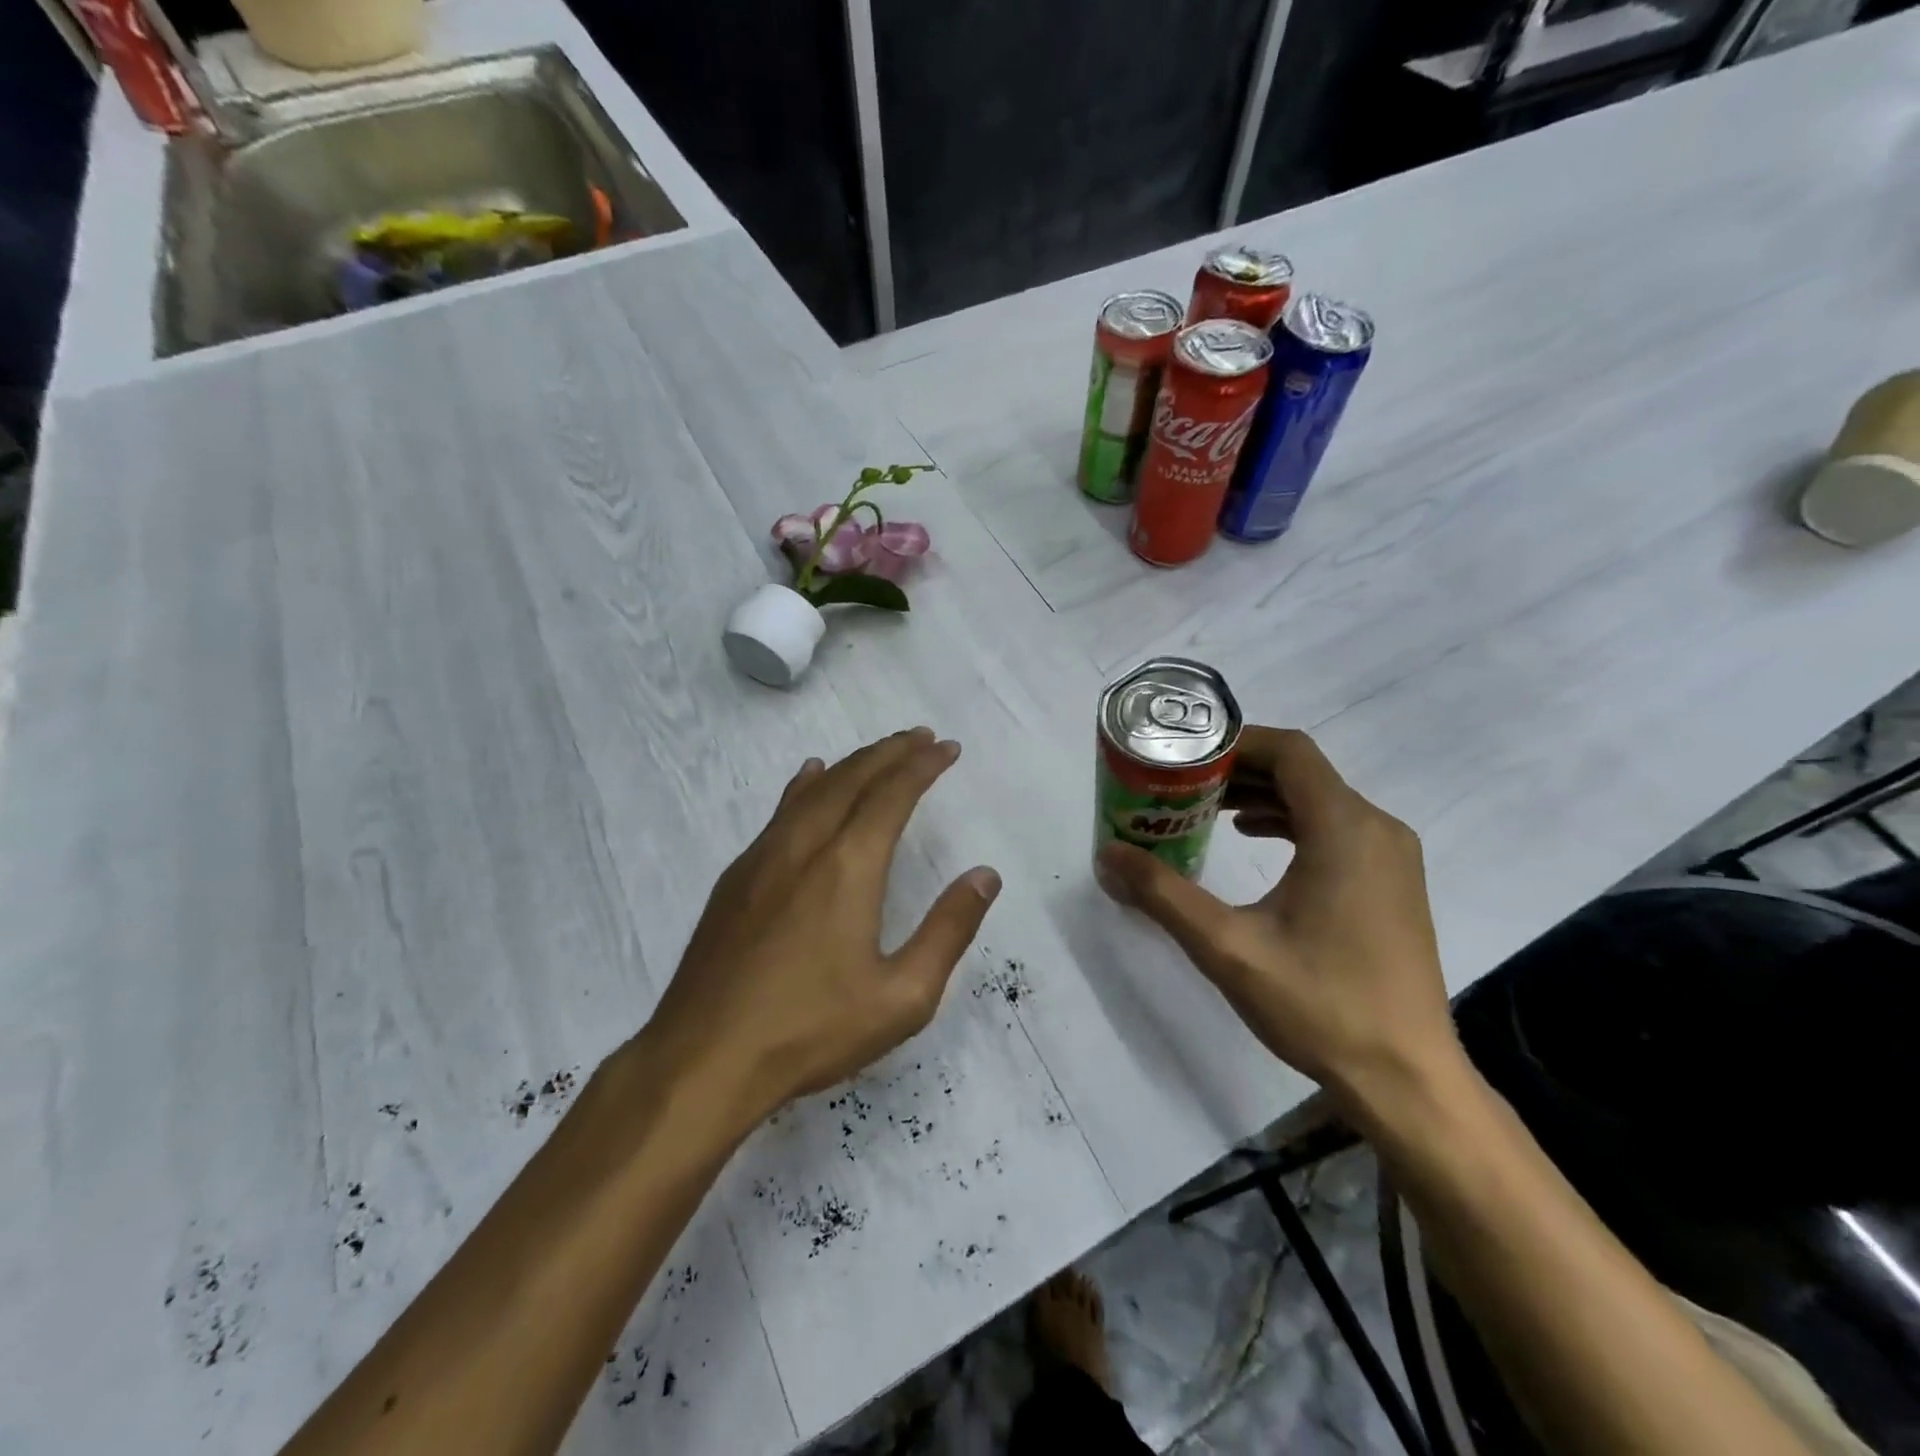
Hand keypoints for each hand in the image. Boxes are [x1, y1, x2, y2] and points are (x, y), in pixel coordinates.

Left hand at [649, 728, 1000, 1130]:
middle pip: (852, 778)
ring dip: (851, 763)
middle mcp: (804, 845)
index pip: (892, 794)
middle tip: (921, 737)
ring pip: (813, 788)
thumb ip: (948, 930)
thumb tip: (985, 875)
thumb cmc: (811, 1030)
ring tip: (878, 752)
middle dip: (890, 752)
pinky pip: (780, 811)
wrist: (703, 1058)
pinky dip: (806, 785)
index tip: (947, 748)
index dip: (922, 765)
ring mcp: (763, 857)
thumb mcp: (902, 996)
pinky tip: (809, 779)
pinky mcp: (736, 877)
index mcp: (848, 867)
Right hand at [1095, 727, 1464, 1124]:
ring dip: (1265, 796)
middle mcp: (1377, 829)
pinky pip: (1338, 828)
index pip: (1290, 752)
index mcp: (1345, 829)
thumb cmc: (1319, 1005)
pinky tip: (1255, 842)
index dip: (1236, 743)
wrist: (1407, 1079)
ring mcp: (1392, 857)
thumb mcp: (1227, 947)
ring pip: (1321, 799)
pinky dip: (1292, 822)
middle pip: (1303, 772)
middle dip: (1241, 771)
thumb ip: (1163, 894)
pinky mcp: (1394, 883)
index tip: (1187, 757)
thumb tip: (1108, 855)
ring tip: (1209, 811)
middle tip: (1185, 785)